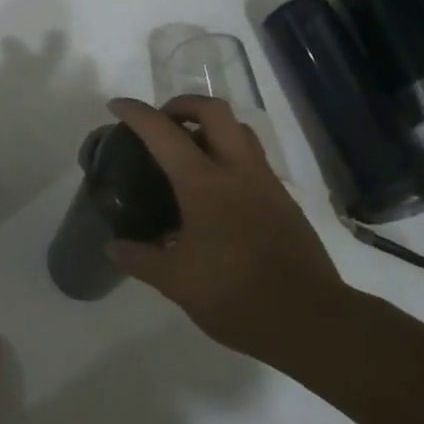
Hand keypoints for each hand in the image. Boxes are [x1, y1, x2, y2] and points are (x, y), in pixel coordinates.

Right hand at [107, 95, 352, 358]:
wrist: (309, 320)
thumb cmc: (235, 296)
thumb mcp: (176, 282)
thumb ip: (140, 259)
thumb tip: (113, 247)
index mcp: (205, 184)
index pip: (164, 133)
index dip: (137, 113)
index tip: (116, 106)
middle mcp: (238, 172)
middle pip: (214, 111)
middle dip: (183, 104)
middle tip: (162, 123)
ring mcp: (266, 183)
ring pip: (240, 131)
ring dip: (211, 126)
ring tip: (189, 150)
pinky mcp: (284, 201)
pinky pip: (254, 159)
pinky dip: (230, 155)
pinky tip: (216, 191)